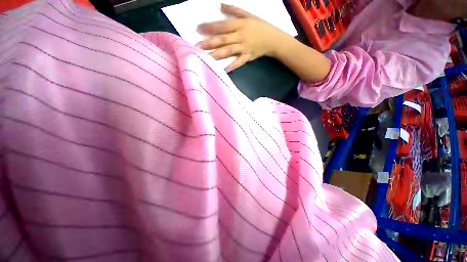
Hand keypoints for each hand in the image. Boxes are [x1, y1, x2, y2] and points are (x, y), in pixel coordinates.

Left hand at [196, 4, 288, 71]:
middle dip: (209, 43)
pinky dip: (232, 65)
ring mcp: (244, 48)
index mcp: (240, 25)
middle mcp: (240, 36)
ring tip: (206, 57)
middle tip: (197, 46)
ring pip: (228, 51)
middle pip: (222, 39)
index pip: (222, 26)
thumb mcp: (249, 14)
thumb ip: (234, 10)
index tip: (198, 29)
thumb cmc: (261, 26)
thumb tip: (220, 6)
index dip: (210, 27)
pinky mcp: (247, 57)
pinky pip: (239, 62)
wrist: (273, 39)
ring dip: (216, 54)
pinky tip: (224, 69)